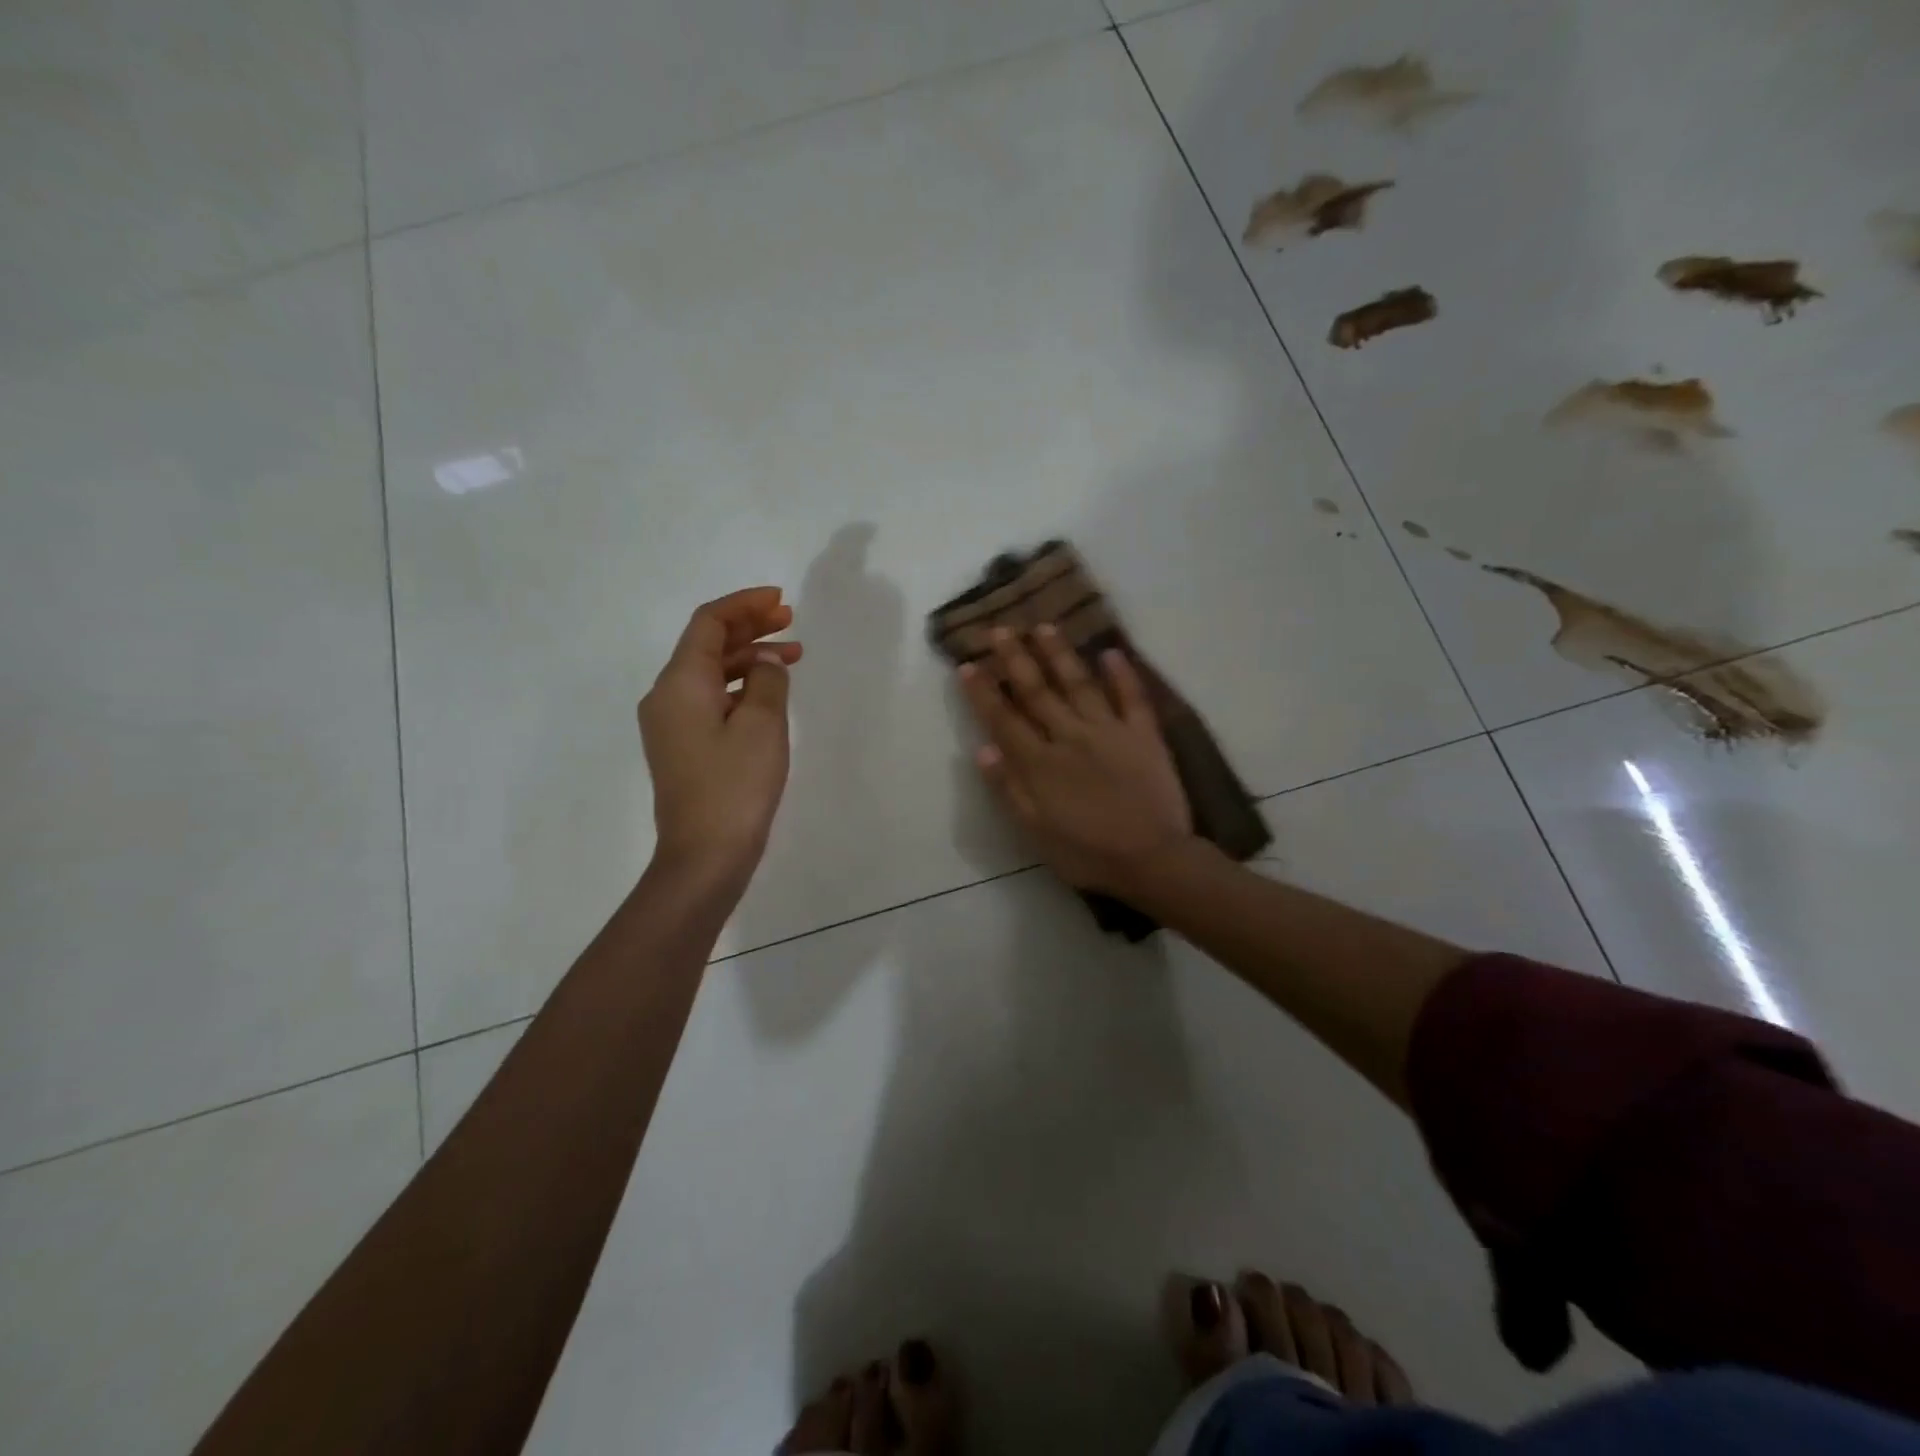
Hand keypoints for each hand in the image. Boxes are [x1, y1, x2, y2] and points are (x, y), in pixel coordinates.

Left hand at [639, 588, 802, 881]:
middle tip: (791, 621)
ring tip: (793, 656)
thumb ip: (769, 680)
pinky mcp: (682, 746)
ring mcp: (671, 723)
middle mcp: (666, 696)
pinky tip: (770, 693)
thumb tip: (767, 662)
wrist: (704, 855)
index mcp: (681, 682)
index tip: (781, 601)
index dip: (744, 605)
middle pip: (707, 645)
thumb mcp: (763, 725)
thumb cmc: (736, 785)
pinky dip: (741, 687)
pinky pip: (711, 699)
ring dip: (750, 658)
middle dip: (749, 628)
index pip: (709, 623)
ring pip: (711, 673)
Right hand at [959, 624, 1191, 895]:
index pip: (1004, 719)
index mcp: (1040, 763)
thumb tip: (982, 749)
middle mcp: (1070, 736)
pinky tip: (1111, 652)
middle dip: (1016, 659)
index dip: (983, 691)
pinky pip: (1132, 698)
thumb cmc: (1087, 853)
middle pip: (1037, 691)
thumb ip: (1009, 788)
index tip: (967, 664)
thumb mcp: (1035, 832)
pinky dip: (1122, 674)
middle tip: (1000, 629)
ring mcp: (1109, 731)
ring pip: (1079, 684)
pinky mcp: (1144, 735)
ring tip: (1044, 626)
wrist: (1152, 860)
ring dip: (1059, 653)